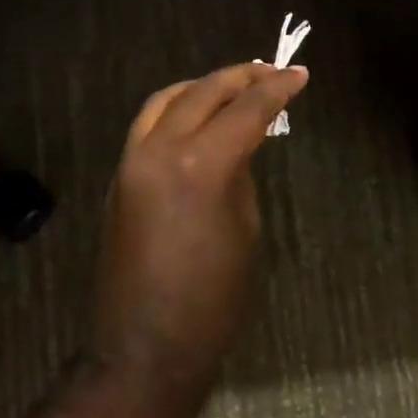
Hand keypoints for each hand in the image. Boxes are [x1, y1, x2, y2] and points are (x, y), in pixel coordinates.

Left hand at [92, 62, 309, 383]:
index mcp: (200, 166)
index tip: (299, 74)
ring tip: (233, 86)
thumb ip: (239, 175)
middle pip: (202, 93)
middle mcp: (159, 152)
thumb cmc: (212, 299)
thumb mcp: (243, 229)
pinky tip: (198, 117)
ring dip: (201, 87)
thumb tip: (237, 147)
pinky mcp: (118, 179)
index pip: (245, 111)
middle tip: (271, 72)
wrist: (145, 346)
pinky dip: (176, 110)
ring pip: (165, 101)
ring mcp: (131, 163)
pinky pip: (147, 126)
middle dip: (240, 78)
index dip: (276, 90)